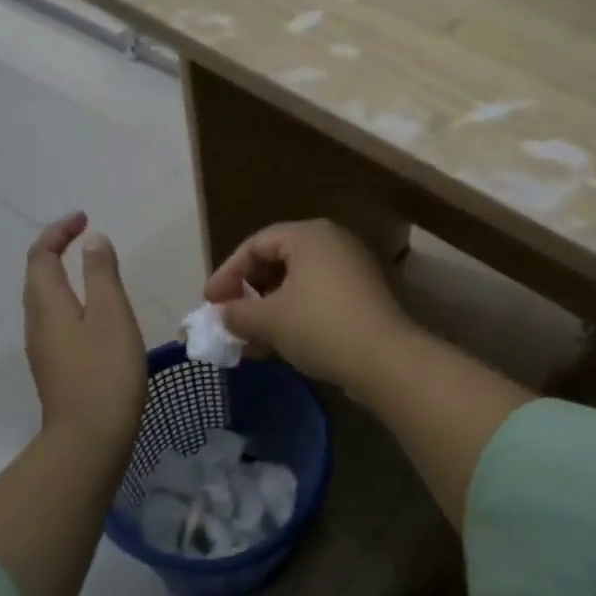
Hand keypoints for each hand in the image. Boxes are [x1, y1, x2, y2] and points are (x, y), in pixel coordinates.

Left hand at [24, 212, 145, 454]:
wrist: (88, 439)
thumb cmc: (105, 371)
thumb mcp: (111, 314)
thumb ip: (101, 274)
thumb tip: (92, 241)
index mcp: (47, 304)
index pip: (40, 255)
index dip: (58, 231)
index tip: (85, 218)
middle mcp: (37, 322)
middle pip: (37, 275)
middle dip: (57, 249)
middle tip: (87, 238)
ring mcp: (43, 348)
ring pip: (45, 299)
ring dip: (63, 275)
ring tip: (94, 269)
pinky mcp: (55, 367)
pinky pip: (55, 320)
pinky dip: (70, 300)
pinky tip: (95, 315)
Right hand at [201, 219, 412, 384]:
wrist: (385, 360)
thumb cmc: (319, 327)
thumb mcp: (268, 320)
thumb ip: (237, 313)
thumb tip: (222, 315)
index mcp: (309, 235)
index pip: (256, 244)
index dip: (227, 273)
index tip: (210, 303)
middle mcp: (332, 242)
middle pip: (277, 261)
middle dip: (248, 293)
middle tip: (230, 319)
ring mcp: (352, 269)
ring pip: (298, 283)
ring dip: (269, 310)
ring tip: (251, 342)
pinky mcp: (364, 296)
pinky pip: (318, 297)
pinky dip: (294, 316)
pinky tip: (280, 345)